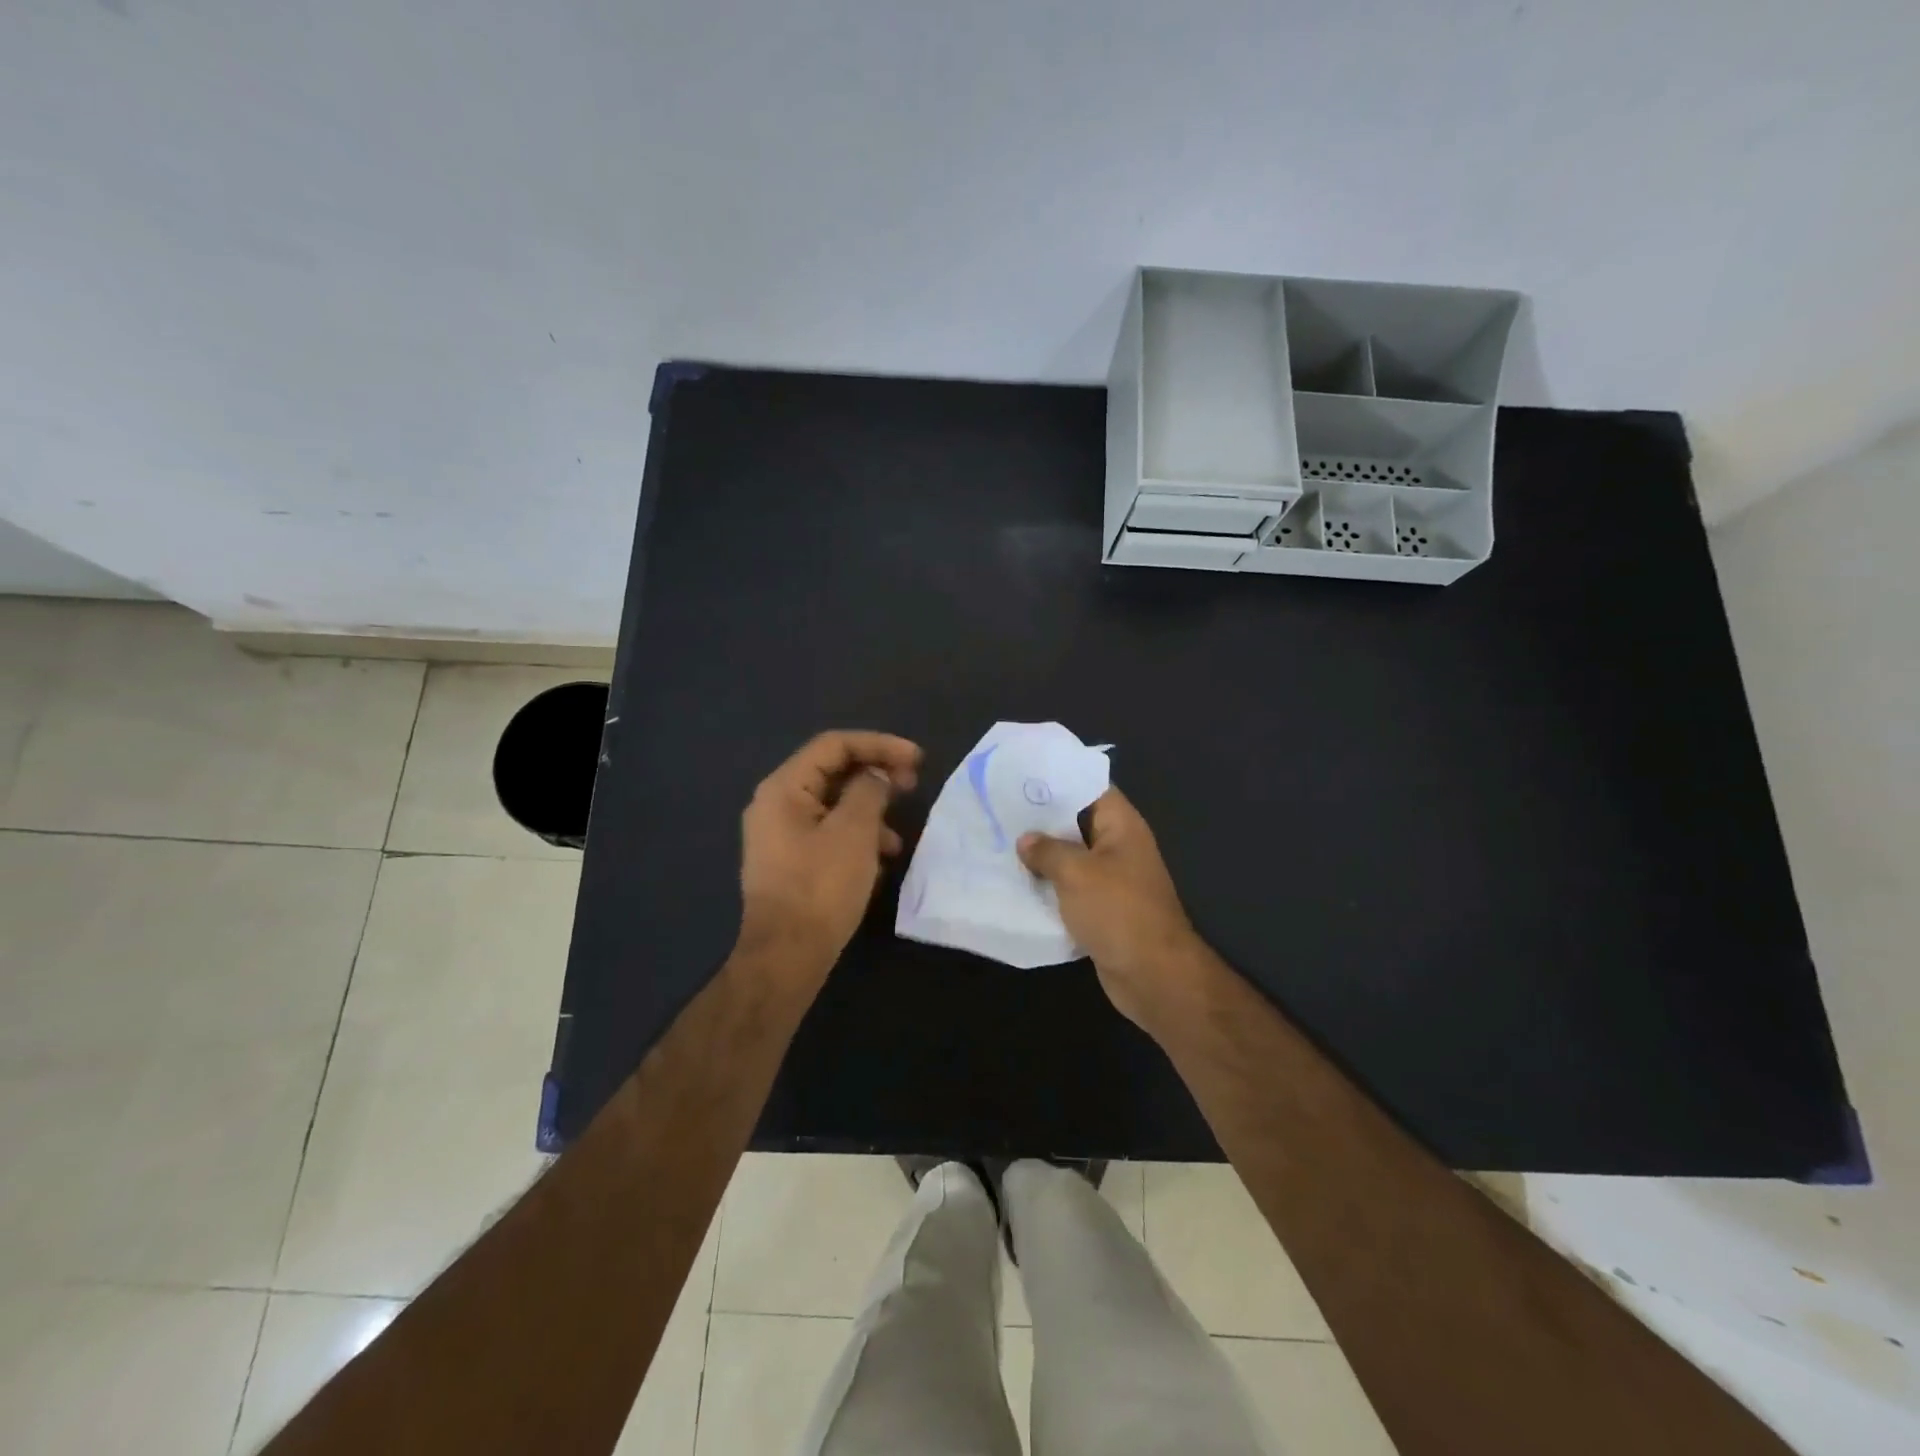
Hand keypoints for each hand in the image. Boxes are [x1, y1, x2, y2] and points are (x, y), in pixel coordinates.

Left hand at [737, 730, 921, 988]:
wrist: (786, 956)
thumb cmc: (820, 887)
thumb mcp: (854, 832)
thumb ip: (869, 791)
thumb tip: (876, 777)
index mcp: (783, 788)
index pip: (834, 745)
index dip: (879, 745)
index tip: (916, 759)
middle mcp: (776, 804)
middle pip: (832, 772)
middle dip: (876, 777)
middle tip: (913, 786)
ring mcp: (780, 835)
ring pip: (833, 806)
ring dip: (870, 812)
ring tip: (898, 838)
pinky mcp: (790, 862)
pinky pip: (828, 834)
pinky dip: (857, 837)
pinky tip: (880, 861)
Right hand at [1017, 787, 1206, 1032]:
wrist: (1152, 974)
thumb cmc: (1117, 910)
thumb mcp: (1076, 873)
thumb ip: (1047, 850)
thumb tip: (1026, 840)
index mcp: (1122, 826)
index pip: (1091, 788)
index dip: (1059, 780)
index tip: (1022, 777)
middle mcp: (1119, 847)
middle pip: (1077, 823)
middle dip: (1042, 820)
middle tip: (1000, 810)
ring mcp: (1112, 880)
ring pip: (1072, 859)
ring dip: (1042, 856)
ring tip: (1000, 843)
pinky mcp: (1103, 910)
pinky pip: (1071, 889)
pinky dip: (1049, 887)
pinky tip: (1016, 883)